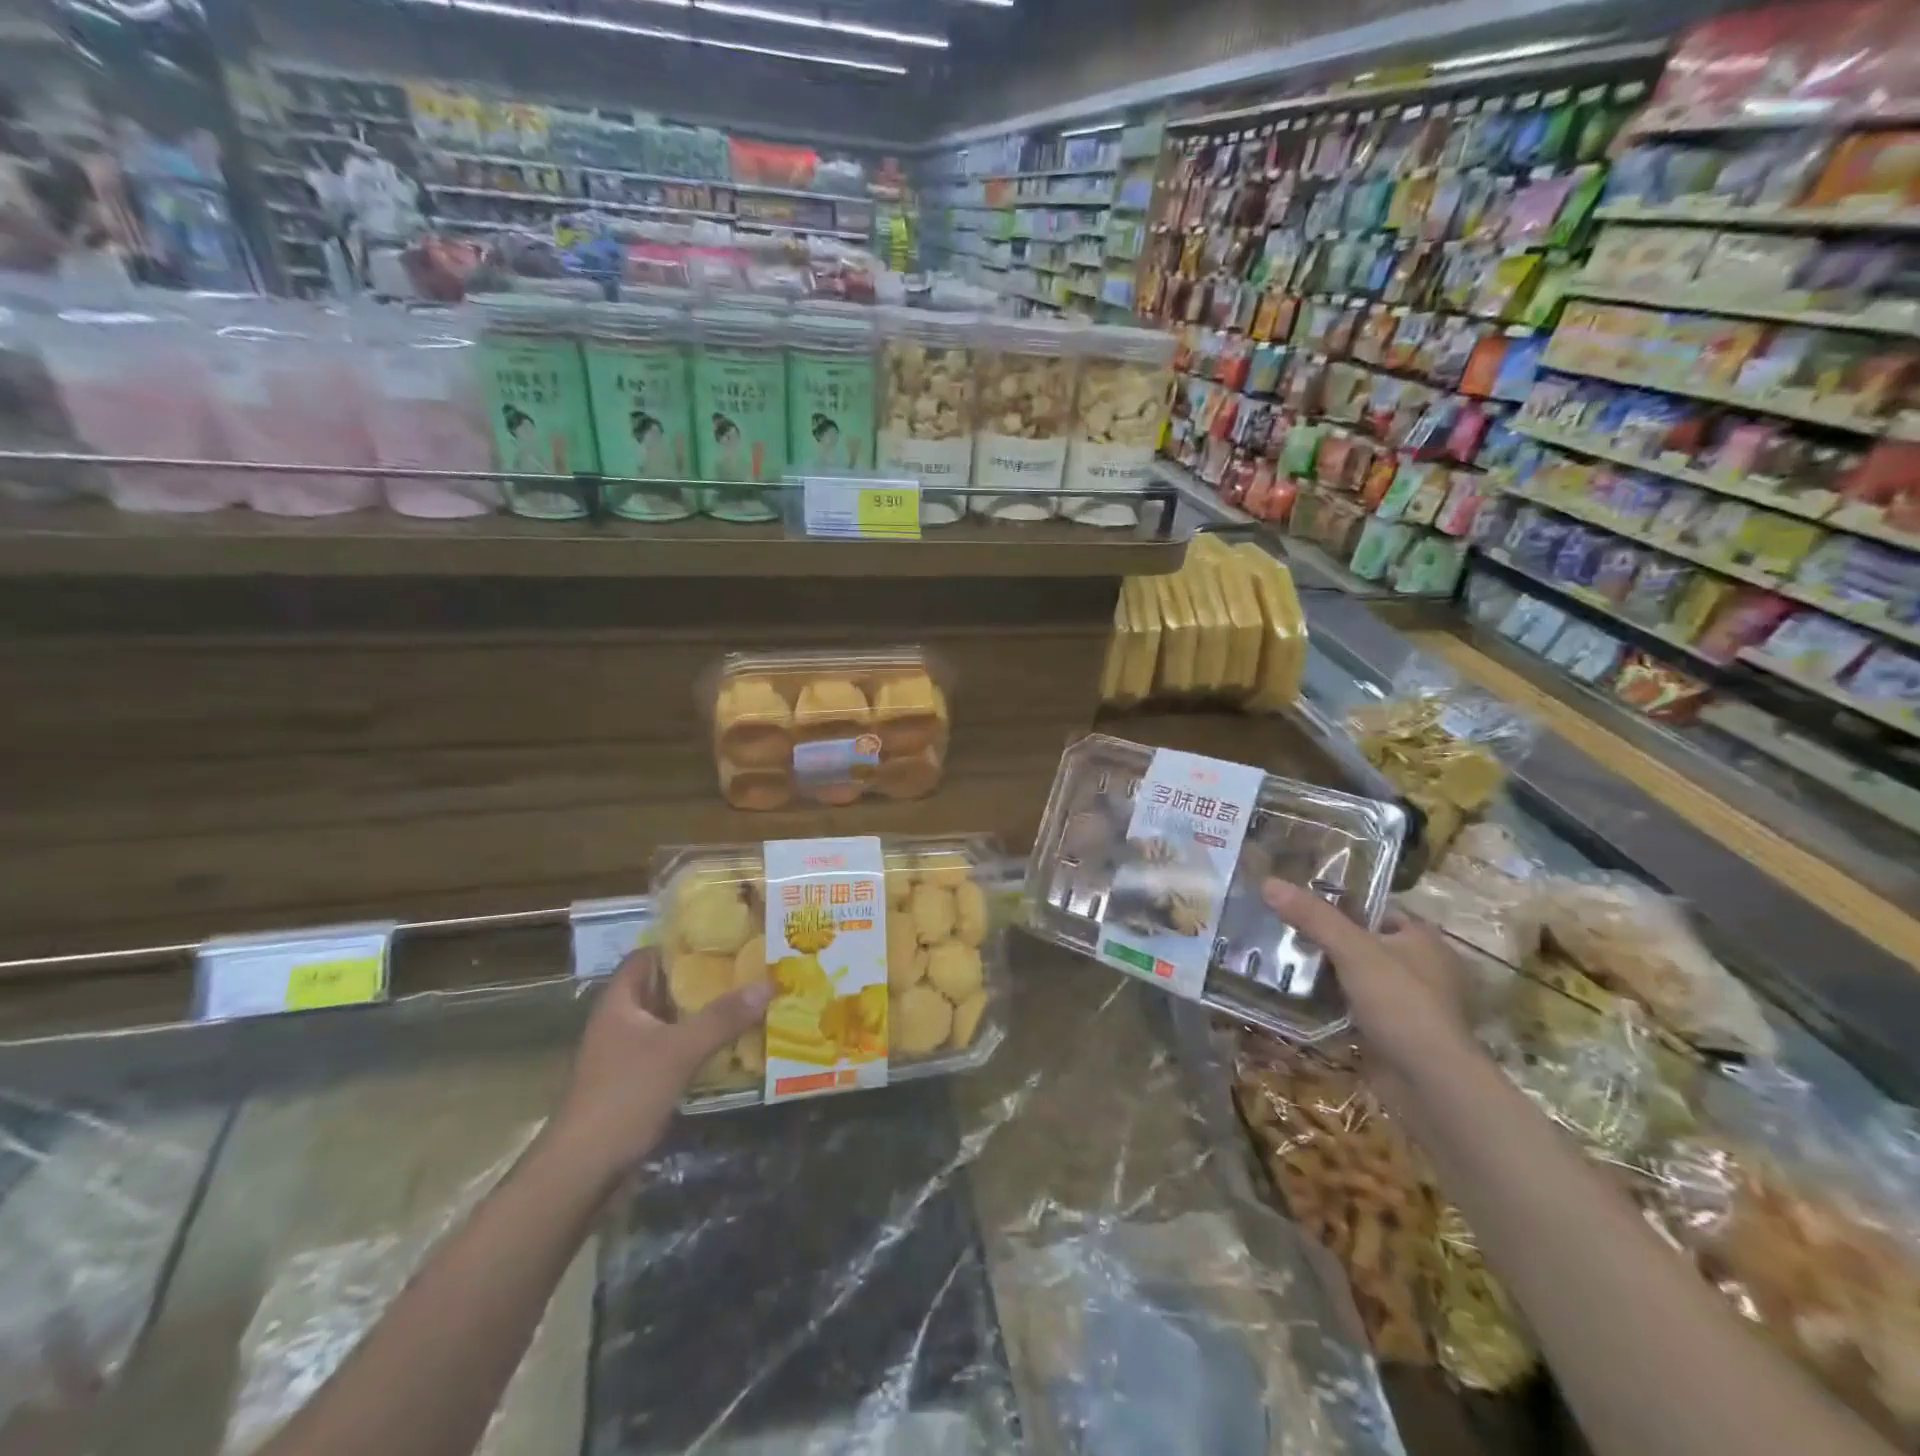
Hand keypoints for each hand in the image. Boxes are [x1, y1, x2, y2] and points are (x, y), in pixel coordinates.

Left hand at [548, 949, 771, 1188]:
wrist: (583, 1171)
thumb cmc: (624, 1095)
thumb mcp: (679, 1051)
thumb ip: (723, 1017)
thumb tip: (768, 983)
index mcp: (620, 1001)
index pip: (649, 955)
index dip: (682, 944)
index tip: (723, 938)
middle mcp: (621, 1021)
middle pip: (665, 987)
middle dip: (704, 979)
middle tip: (748, 968)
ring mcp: (627, 1054)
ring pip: (672, 1021)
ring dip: (704, 1014)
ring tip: (748, 1001)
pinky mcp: (638, 1082)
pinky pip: (674, 1050)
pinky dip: (699, 1044)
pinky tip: (731, 1045)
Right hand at [1261, 879, 1473, 1077]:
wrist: (1428, 1083)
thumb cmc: (1401, 1004)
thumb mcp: (1353, 950)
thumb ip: (1313, 917)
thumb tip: (1268, 882)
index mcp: (1423, 941)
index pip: (1377, 910)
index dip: (1341, 904)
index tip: (1300, 903)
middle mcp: (1421, 969)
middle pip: (1363, 943)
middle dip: (1326, 940)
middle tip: (1281, 931)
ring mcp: (1407, 1004)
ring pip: (1356, 977)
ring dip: (1325, 974)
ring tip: (1280, 960)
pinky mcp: (1392, 1033)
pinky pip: (1353, 1008)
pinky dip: (1330, 1004)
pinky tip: (1296, 998)